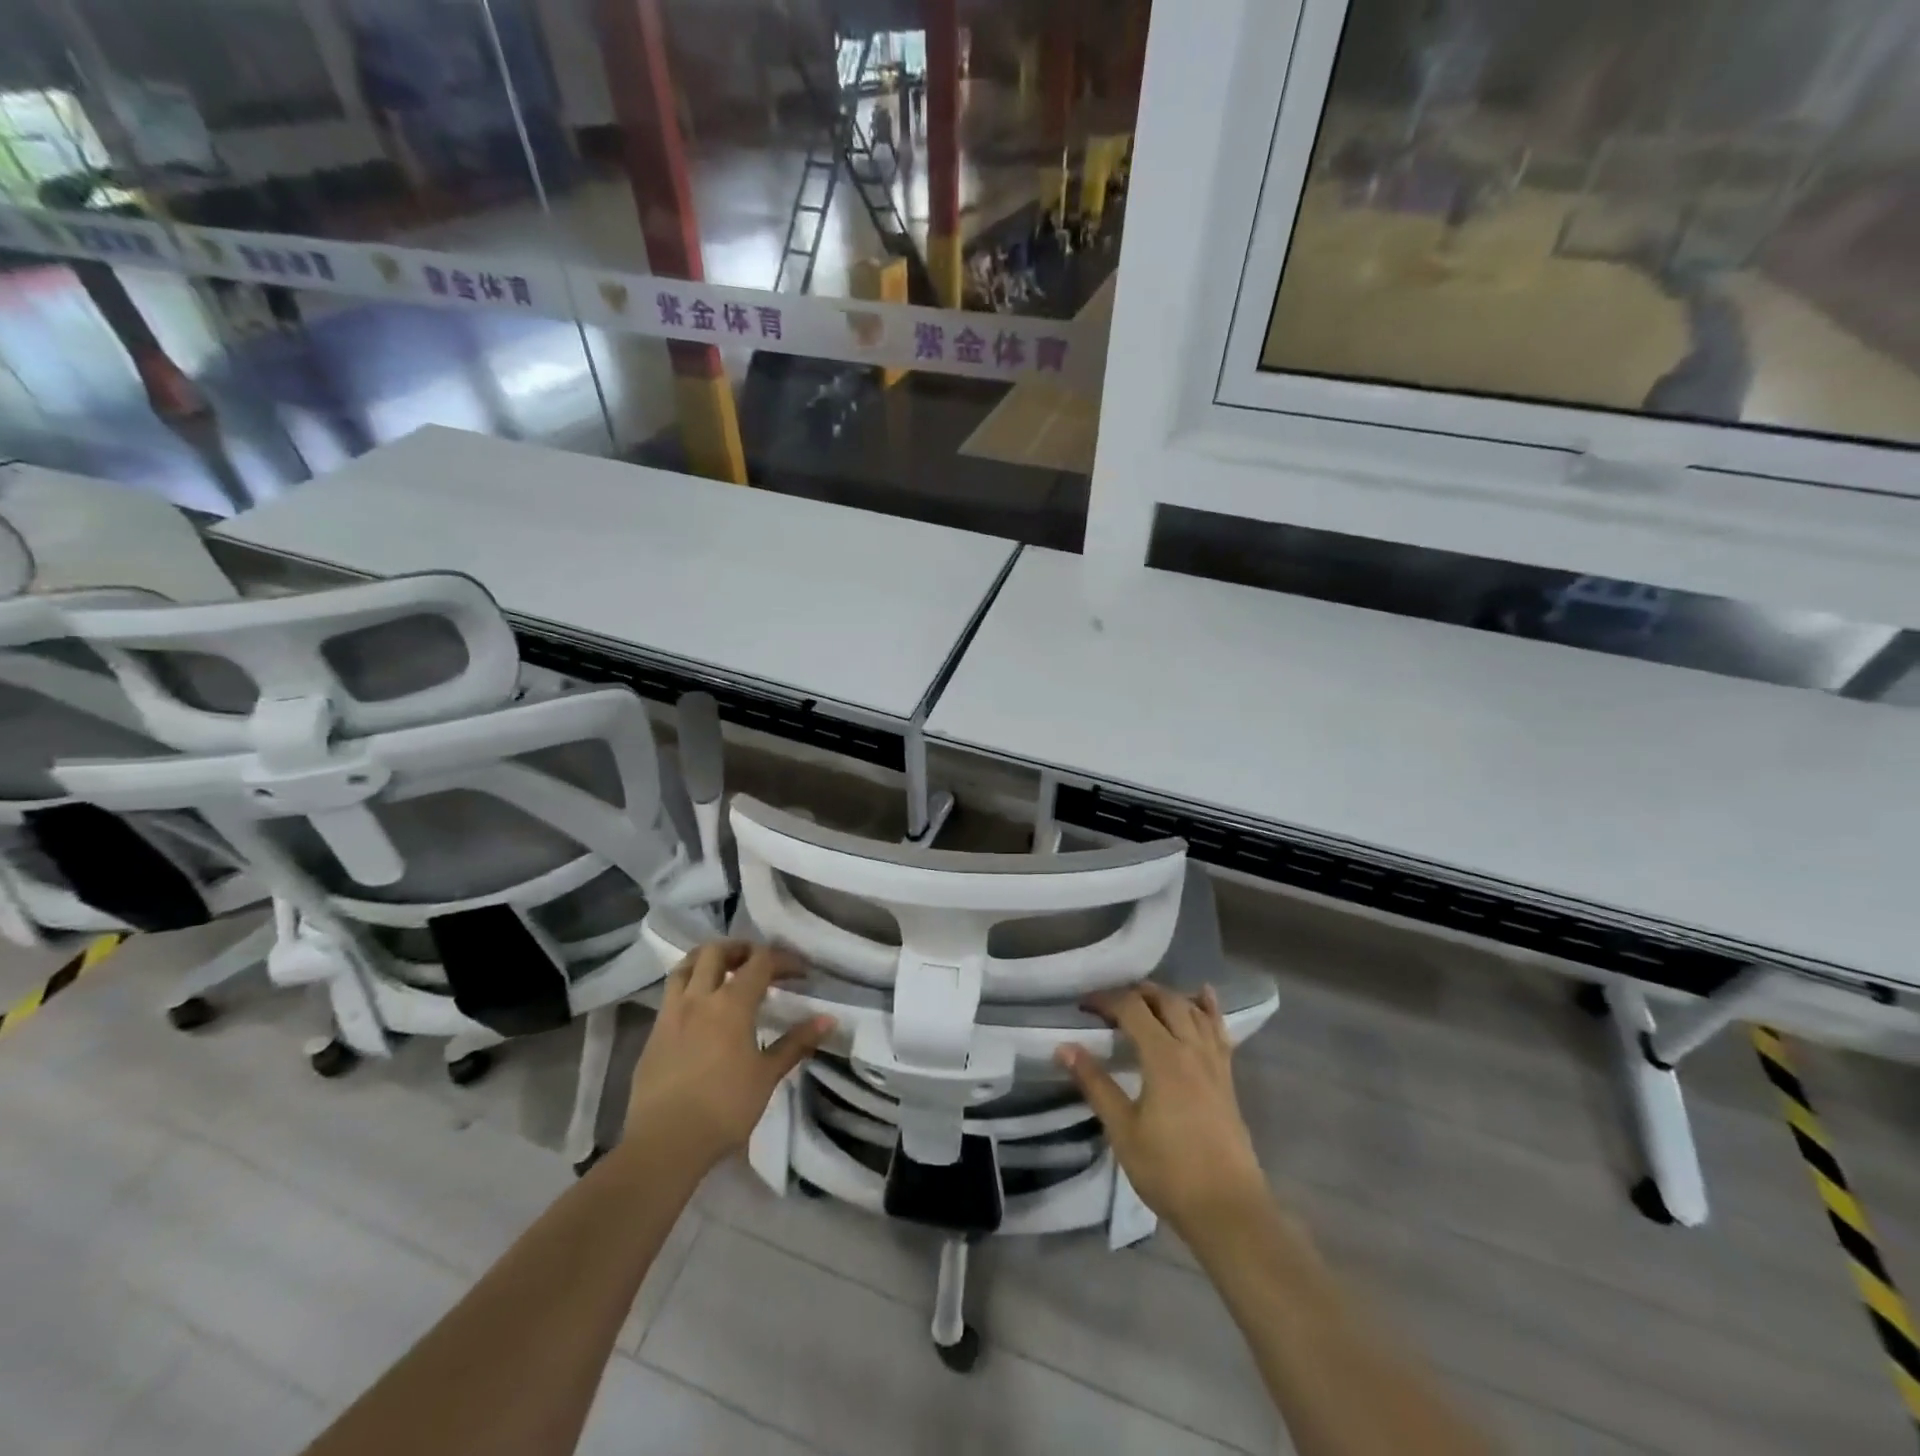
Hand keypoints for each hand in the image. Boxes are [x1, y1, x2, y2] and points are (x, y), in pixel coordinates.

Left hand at [627, 941, 832, 1174]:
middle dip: (740, 949)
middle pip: (716, 952)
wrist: (664, 1143)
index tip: (800, 973)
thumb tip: (828, 1020)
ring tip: (724, 972)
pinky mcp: (653, 1034)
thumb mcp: (767, 1075)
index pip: (760, 962)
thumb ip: (796, 1043)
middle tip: (758, 962)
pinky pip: (671, 994)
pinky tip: (700, 1008)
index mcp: (731, 1004)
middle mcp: (699, 998)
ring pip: (685, 966)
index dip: (783, 960)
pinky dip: (689, 985)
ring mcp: (670, 1014)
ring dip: (707, 960)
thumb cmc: (725, 1108)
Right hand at [1057, 984, 1267, 1237]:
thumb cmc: (1169, 1170)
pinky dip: (1208, 1008)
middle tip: (1110, 1004)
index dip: (1106, 1000)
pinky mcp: (1227, 1078)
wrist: (1228, 1209)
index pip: (1132, 1008)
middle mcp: (1191, 1049)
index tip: (1083, 1006)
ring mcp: (1214, 1062)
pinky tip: (1204, 996)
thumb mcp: (1122, 1129)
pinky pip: (1218, 1030)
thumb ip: (1095, 1084)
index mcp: (1163, 1057)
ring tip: (1145, 998)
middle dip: (1135, 993)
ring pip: (1193, 1010)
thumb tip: (1064, 1048)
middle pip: (1165, 1001)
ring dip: (1167, 996)